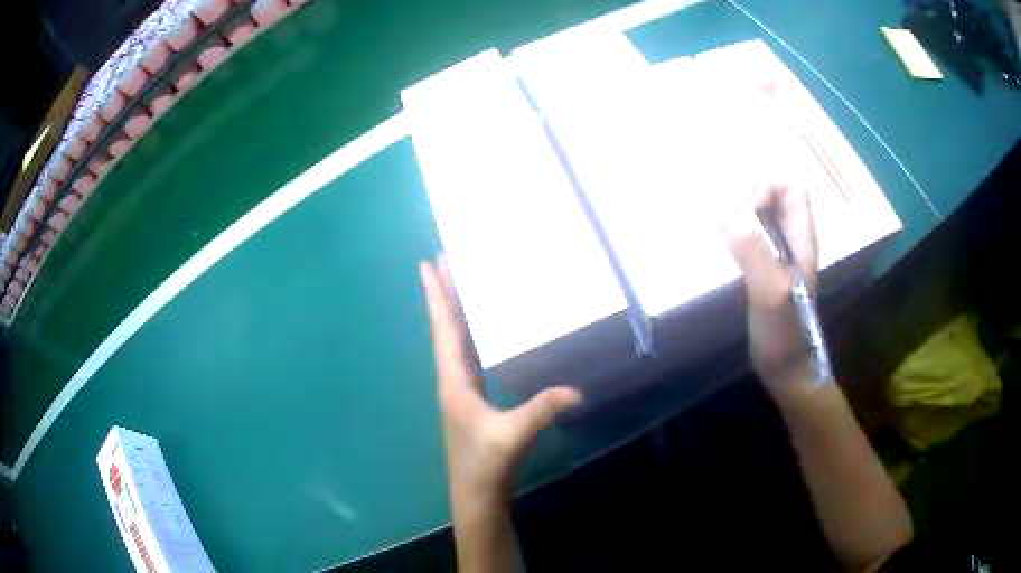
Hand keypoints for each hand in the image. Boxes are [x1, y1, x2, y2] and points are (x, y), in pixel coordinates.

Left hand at [419, 257, 581, 509]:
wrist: (477, 495)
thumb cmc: (485, 464)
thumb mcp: (513, 434)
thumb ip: (542, 409)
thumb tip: (577, 390)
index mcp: (453, 381)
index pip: (444, 330)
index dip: (436, 297)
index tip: (427, 265)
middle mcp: (452, 380)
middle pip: (446, 329)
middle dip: (444, 295)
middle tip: (442, 261)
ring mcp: (461, 392)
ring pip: (455, 342)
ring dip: (455, 314)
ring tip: (459, 286)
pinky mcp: (473, 402)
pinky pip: (468, 358)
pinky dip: (469, 337)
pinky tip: (479, 332)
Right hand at [718, 180, 818, 394]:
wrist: (787, 373)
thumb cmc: (785, 334)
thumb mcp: (771, 291)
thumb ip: (753, 250)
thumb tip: (723, 211)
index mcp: (802, 239)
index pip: (792, 188)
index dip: (767, 189)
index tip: (746, 213)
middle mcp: (791, 242)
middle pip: (773, 196)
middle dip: (747, 199)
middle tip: (726, 222)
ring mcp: (778, 258)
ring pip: (759, 218)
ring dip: (737, 217)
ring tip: (716, 233)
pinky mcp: (763, 273)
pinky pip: (748, 241)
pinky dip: (732, 237)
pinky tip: (718, 252)